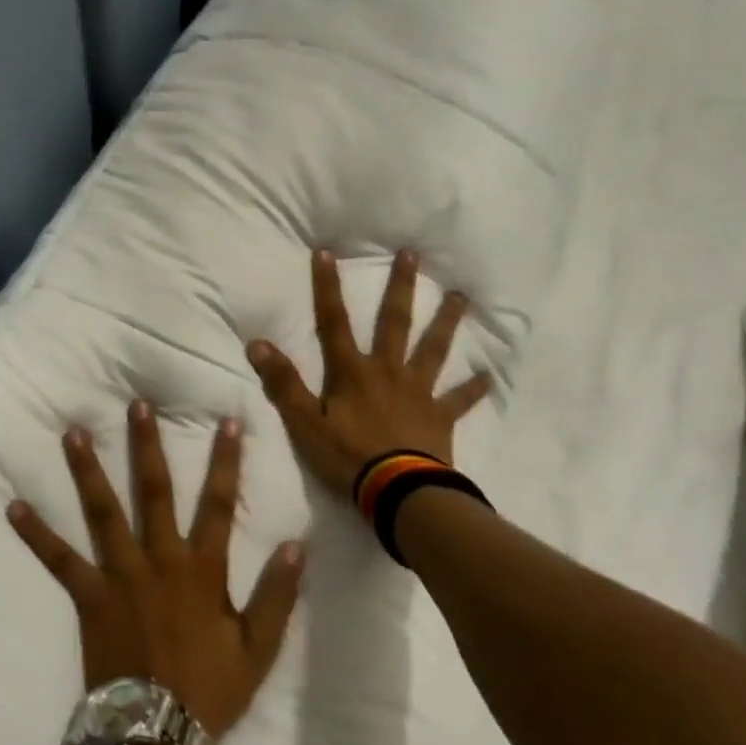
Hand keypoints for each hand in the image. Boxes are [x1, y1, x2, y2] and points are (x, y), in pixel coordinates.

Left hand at [8, 400, 304, 740]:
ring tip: (74, 434)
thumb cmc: (209, 690)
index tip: (227, 421)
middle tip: (137, 405)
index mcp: (202, 568)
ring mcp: (120, 574)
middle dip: (147, 445)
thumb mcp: (259, 647)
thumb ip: (278, 593)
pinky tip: (15, 505)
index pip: (219, 503)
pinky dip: (37, 533)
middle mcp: (160, 559)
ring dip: (89, 471)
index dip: (225, 460)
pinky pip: (59, 559)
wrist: (156, 735)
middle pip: (155, 491)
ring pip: (104, 512)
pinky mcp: (89, 596)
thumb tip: (297, 544)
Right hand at [246, 248, 490, 503]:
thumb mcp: (304, 423)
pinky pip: (459, 400)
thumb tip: (258, 343)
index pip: (334, 322)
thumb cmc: (348, 456)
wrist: (398, 491)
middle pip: (395, 322)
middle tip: (412, 254)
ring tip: (461, 297)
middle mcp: (388, 371)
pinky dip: (472, 389)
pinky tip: (487, 376)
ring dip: (446, 322)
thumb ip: (283, 383)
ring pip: (434, 350)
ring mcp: (418, 392)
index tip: (326, 252)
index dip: (327, 288)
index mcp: (352, 372)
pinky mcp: (440, 417)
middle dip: (400, 287)